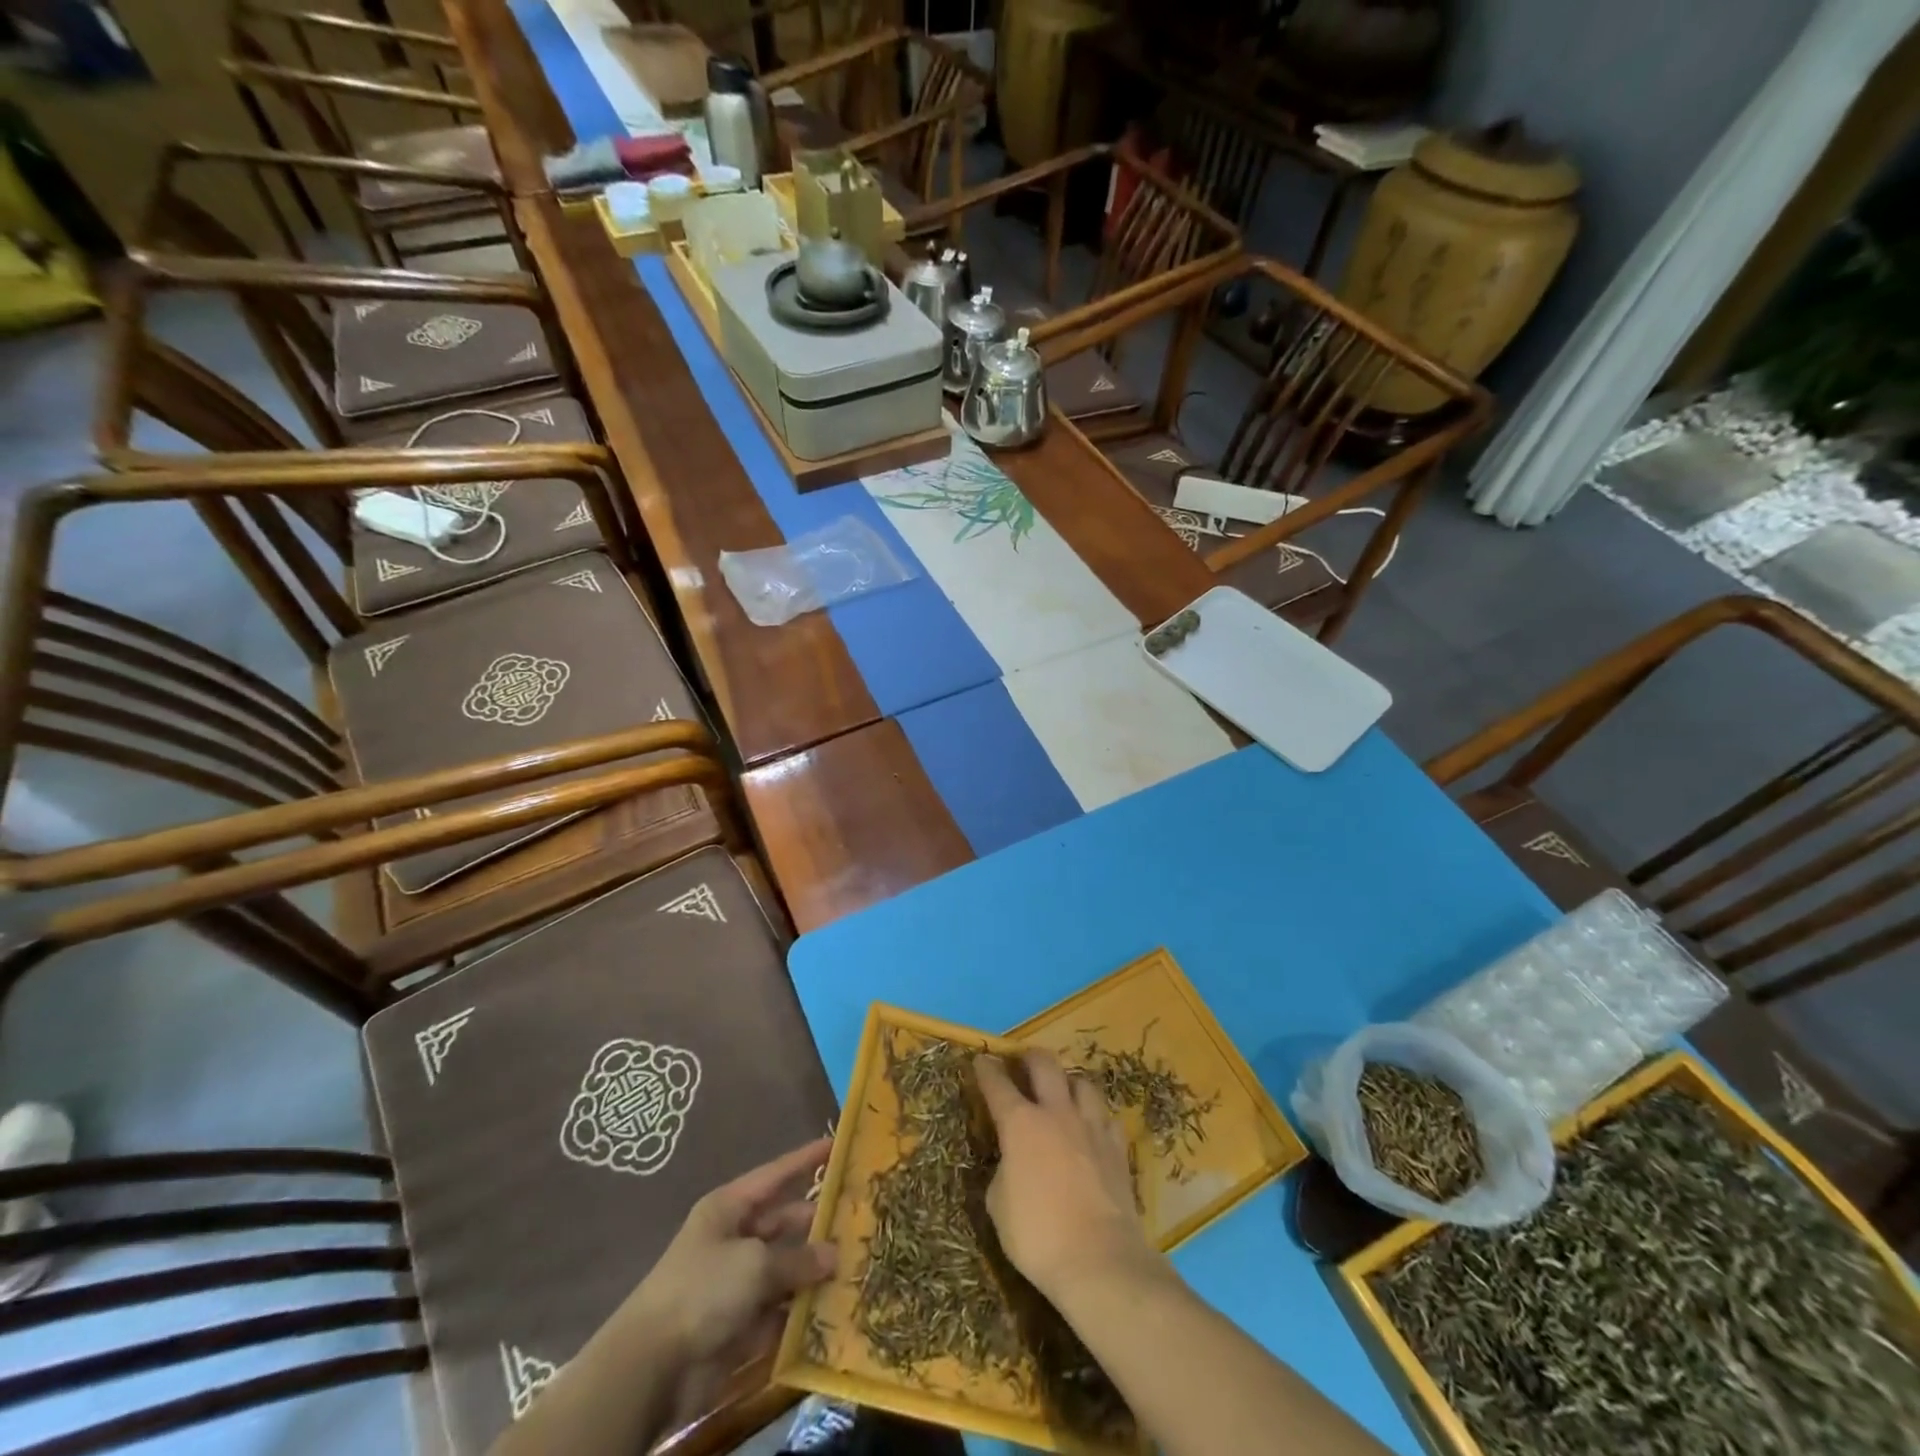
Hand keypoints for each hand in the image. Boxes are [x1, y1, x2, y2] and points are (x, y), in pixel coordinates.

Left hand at [627, 1138, 834, 1422]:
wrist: (652, 1366)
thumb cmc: (703, 1290)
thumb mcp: (755, 1264)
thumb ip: (798, 1259)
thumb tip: (834, 1256)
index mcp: (730, 1208)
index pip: (776, 1175)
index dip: (806, 1159)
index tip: (837, 1144)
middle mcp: (734, 1238)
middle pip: (784, 1223)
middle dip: (819, 1223)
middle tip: (862, 1219)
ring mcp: (736, 1283)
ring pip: (785, 1268)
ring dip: (815, 1271)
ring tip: (859, 1265)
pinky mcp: (739, 1324)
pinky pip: (779, 1310)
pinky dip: (802, 1312)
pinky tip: (836, 1310)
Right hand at [976, 1051, 1157, 1303]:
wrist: (1101, 1259)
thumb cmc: (1038, 1235)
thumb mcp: (998, 1206)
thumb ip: (1003, 1171)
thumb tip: (1012, 1163)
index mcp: (1020, 1123)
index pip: (998, 1084)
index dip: (987, 1070)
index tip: (981, 1060)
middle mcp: (1056, 1113)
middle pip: (1045, 1064)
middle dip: (1030, 1058)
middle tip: (1023, 1063)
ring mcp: (1091, 1127)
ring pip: (1082, 1083)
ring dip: (1067, 1082)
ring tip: (1062, 1092)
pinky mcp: (1118, 1148)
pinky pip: (1106, 1117)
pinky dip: (1095, 1116)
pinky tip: (1091, 1127)